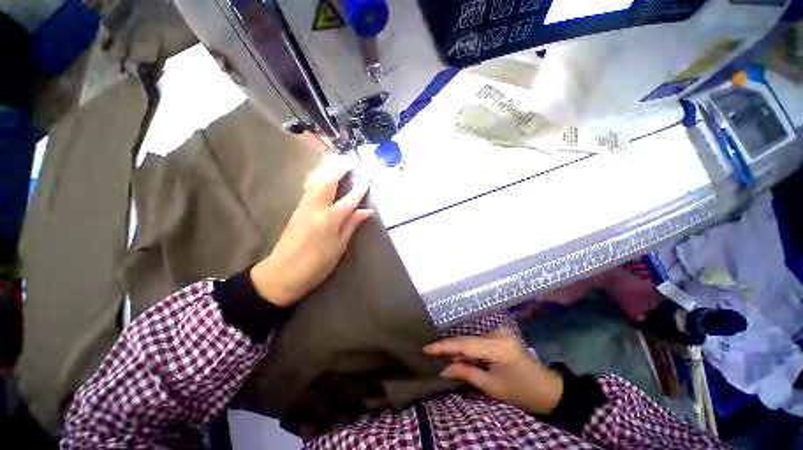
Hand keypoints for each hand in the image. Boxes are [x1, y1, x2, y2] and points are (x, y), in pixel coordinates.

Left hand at [249, 157, 372, 306]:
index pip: (349, 199)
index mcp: (329, 219)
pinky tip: (324, 177)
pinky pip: (310, 187)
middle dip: (339, 168)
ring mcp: (303, 206)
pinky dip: (319, 178)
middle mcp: (315, 207)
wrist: (281, 273)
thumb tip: (366, 211)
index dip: (360, 188)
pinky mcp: (297, 209)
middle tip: (350, 161)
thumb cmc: (315, 264)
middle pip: (328, 181)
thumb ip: (351, 225)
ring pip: (315, 181)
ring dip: (327, 169)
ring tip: (337, 162)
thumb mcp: (338, 247)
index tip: (368, 178)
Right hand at [424, 328, 563, 414]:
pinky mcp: (500, 334)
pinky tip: (458, 355)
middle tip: (429, 353)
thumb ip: (466, 373)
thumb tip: (443, 369)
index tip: (425, 349)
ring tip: (440, 355)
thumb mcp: (492, 387)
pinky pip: (477, 340)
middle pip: (466, 339)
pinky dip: (468, 348)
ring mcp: (499, 331)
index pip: (464, 344)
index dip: (443, 346)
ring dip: (458, 349)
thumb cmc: (522, 392)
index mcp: (497, 346)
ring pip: (471, 339)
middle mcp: (497, 333)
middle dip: (448, 348)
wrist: (547, 389)